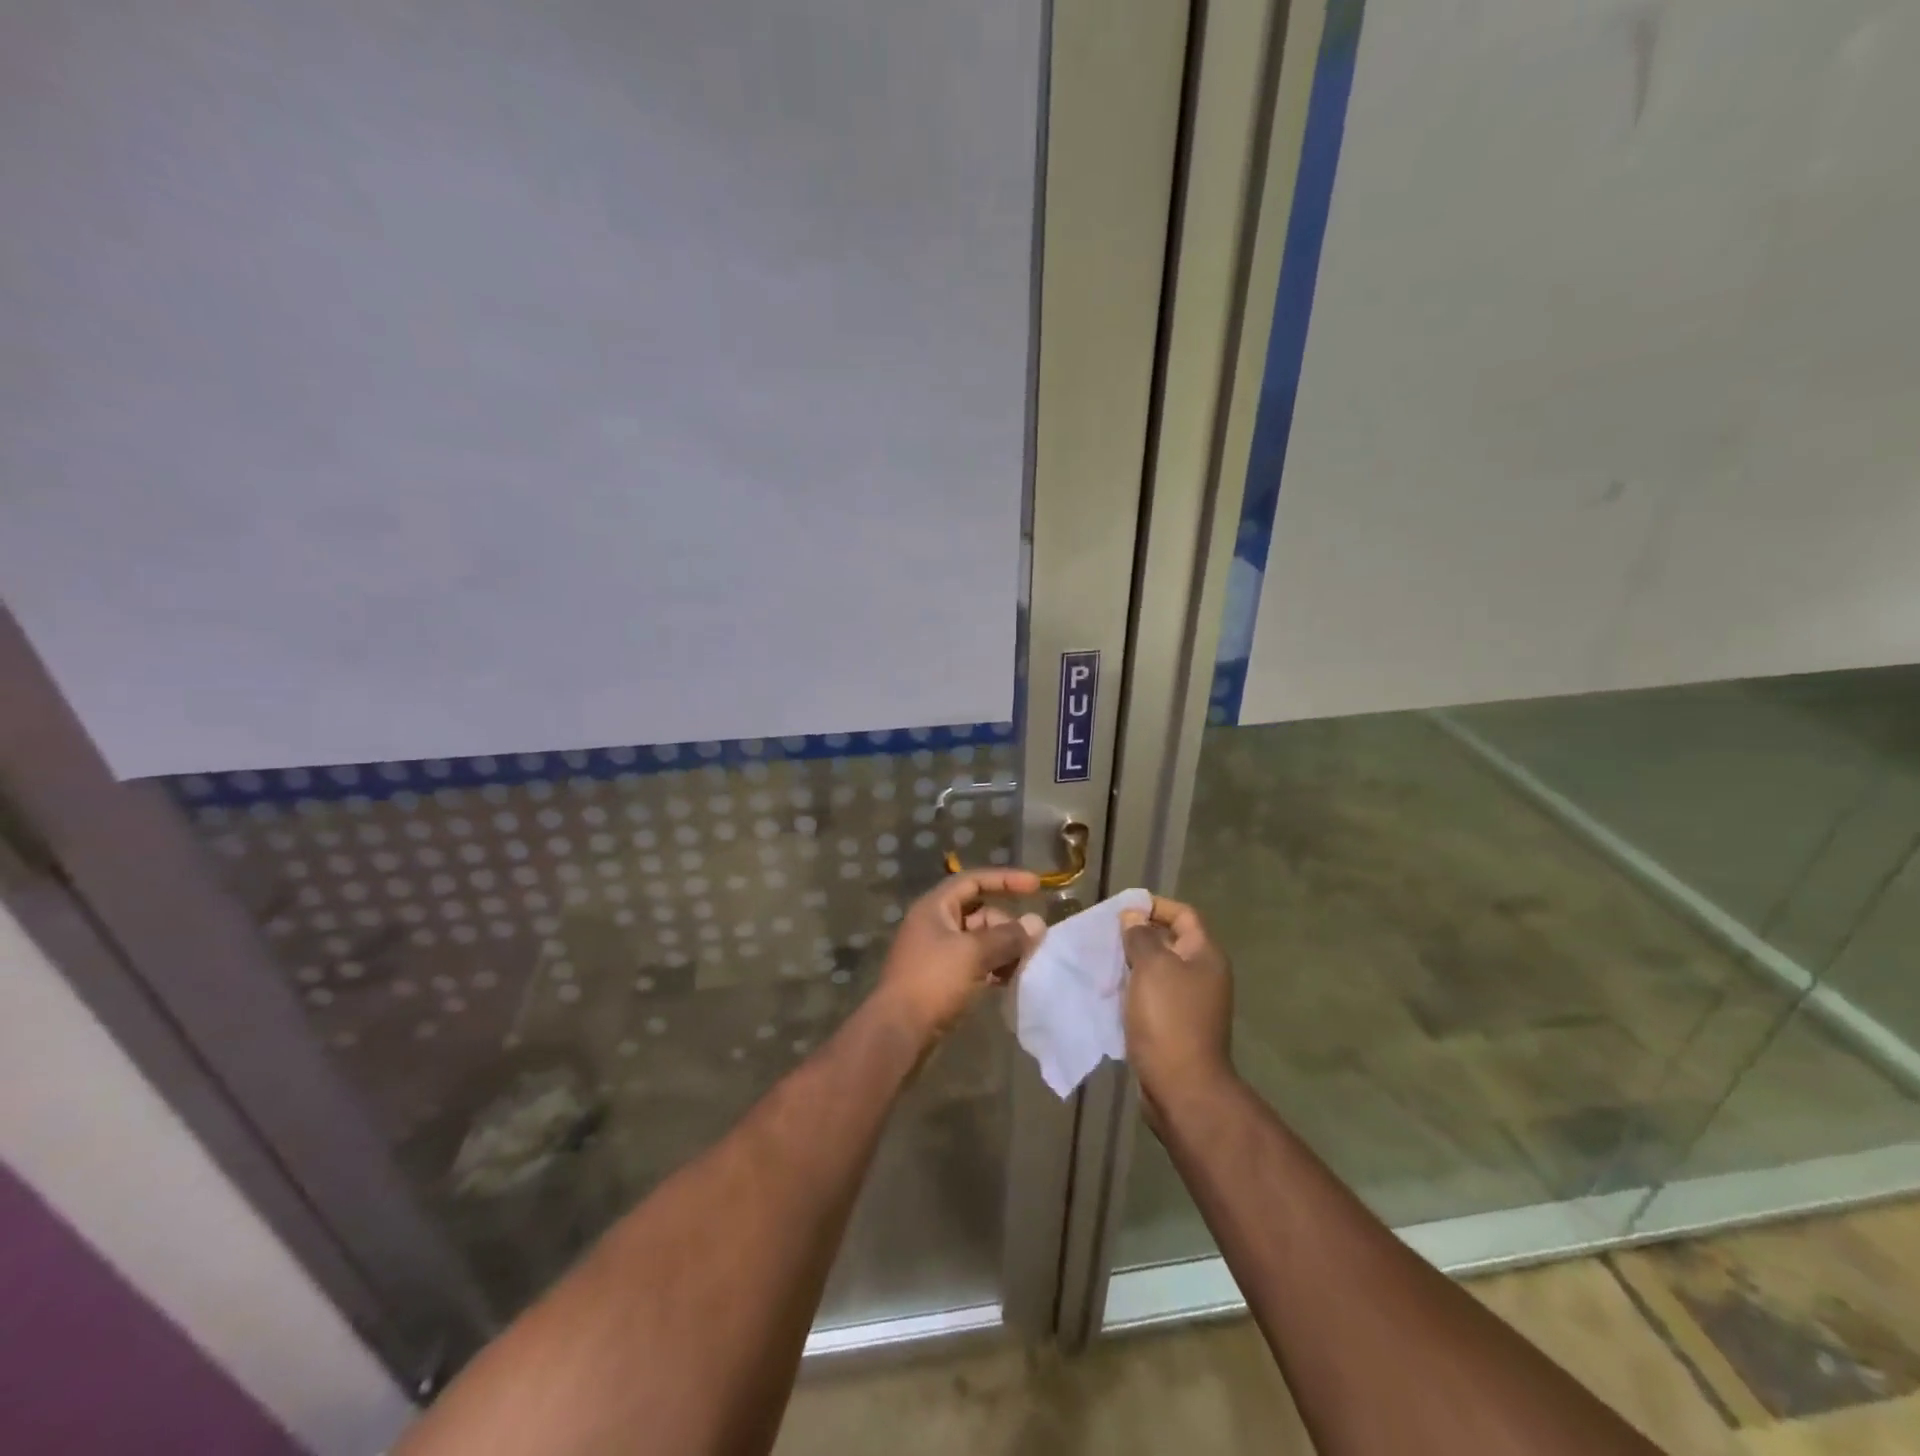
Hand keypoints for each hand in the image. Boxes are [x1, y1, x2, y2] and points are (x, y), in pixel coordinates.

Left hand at [874, 869, 1045, 1044]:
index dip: (1006, 880)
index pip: (974, 881)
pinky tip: (1010, 981)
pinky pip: (975, 963)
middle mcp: (935, 924)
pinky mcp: (942, 979)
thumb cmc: (933, 981)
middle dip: (1007, 925)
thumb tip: (1037, 924)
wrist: (898, 1032)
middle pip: (980, 913)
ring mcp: (937, 953)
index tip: (1036, 886)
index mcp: (935, 907)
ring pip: (979, 941)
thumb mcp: (973, 953)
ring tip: (1026, 965)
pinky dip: (993, 968)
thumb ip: (1007, 937)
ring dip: (1004, 949)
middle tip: (1032, 944)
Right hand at [1120, 896, 1234, 1122]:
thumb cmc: (1169, 1018)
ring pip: (1158, 970)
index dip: (1154, 906)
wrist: (1182, 1086)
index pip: (1183, 914)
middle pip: (1170, 941)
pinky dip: (1133, 989)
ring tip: (1102, 959)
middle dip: (1138, 934)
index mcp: (1205, 955)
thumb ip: (1141, 936)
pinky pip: (1152, 995)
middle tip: (1105, 934)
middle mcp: (1203, 975)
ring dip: (1132, 963)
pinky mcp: (1175, 1025)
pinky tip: (1109, 990)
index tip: (1121, 909)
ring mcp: (1190, 1002)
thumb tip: (1133, 917)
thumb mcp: (1152, 967)